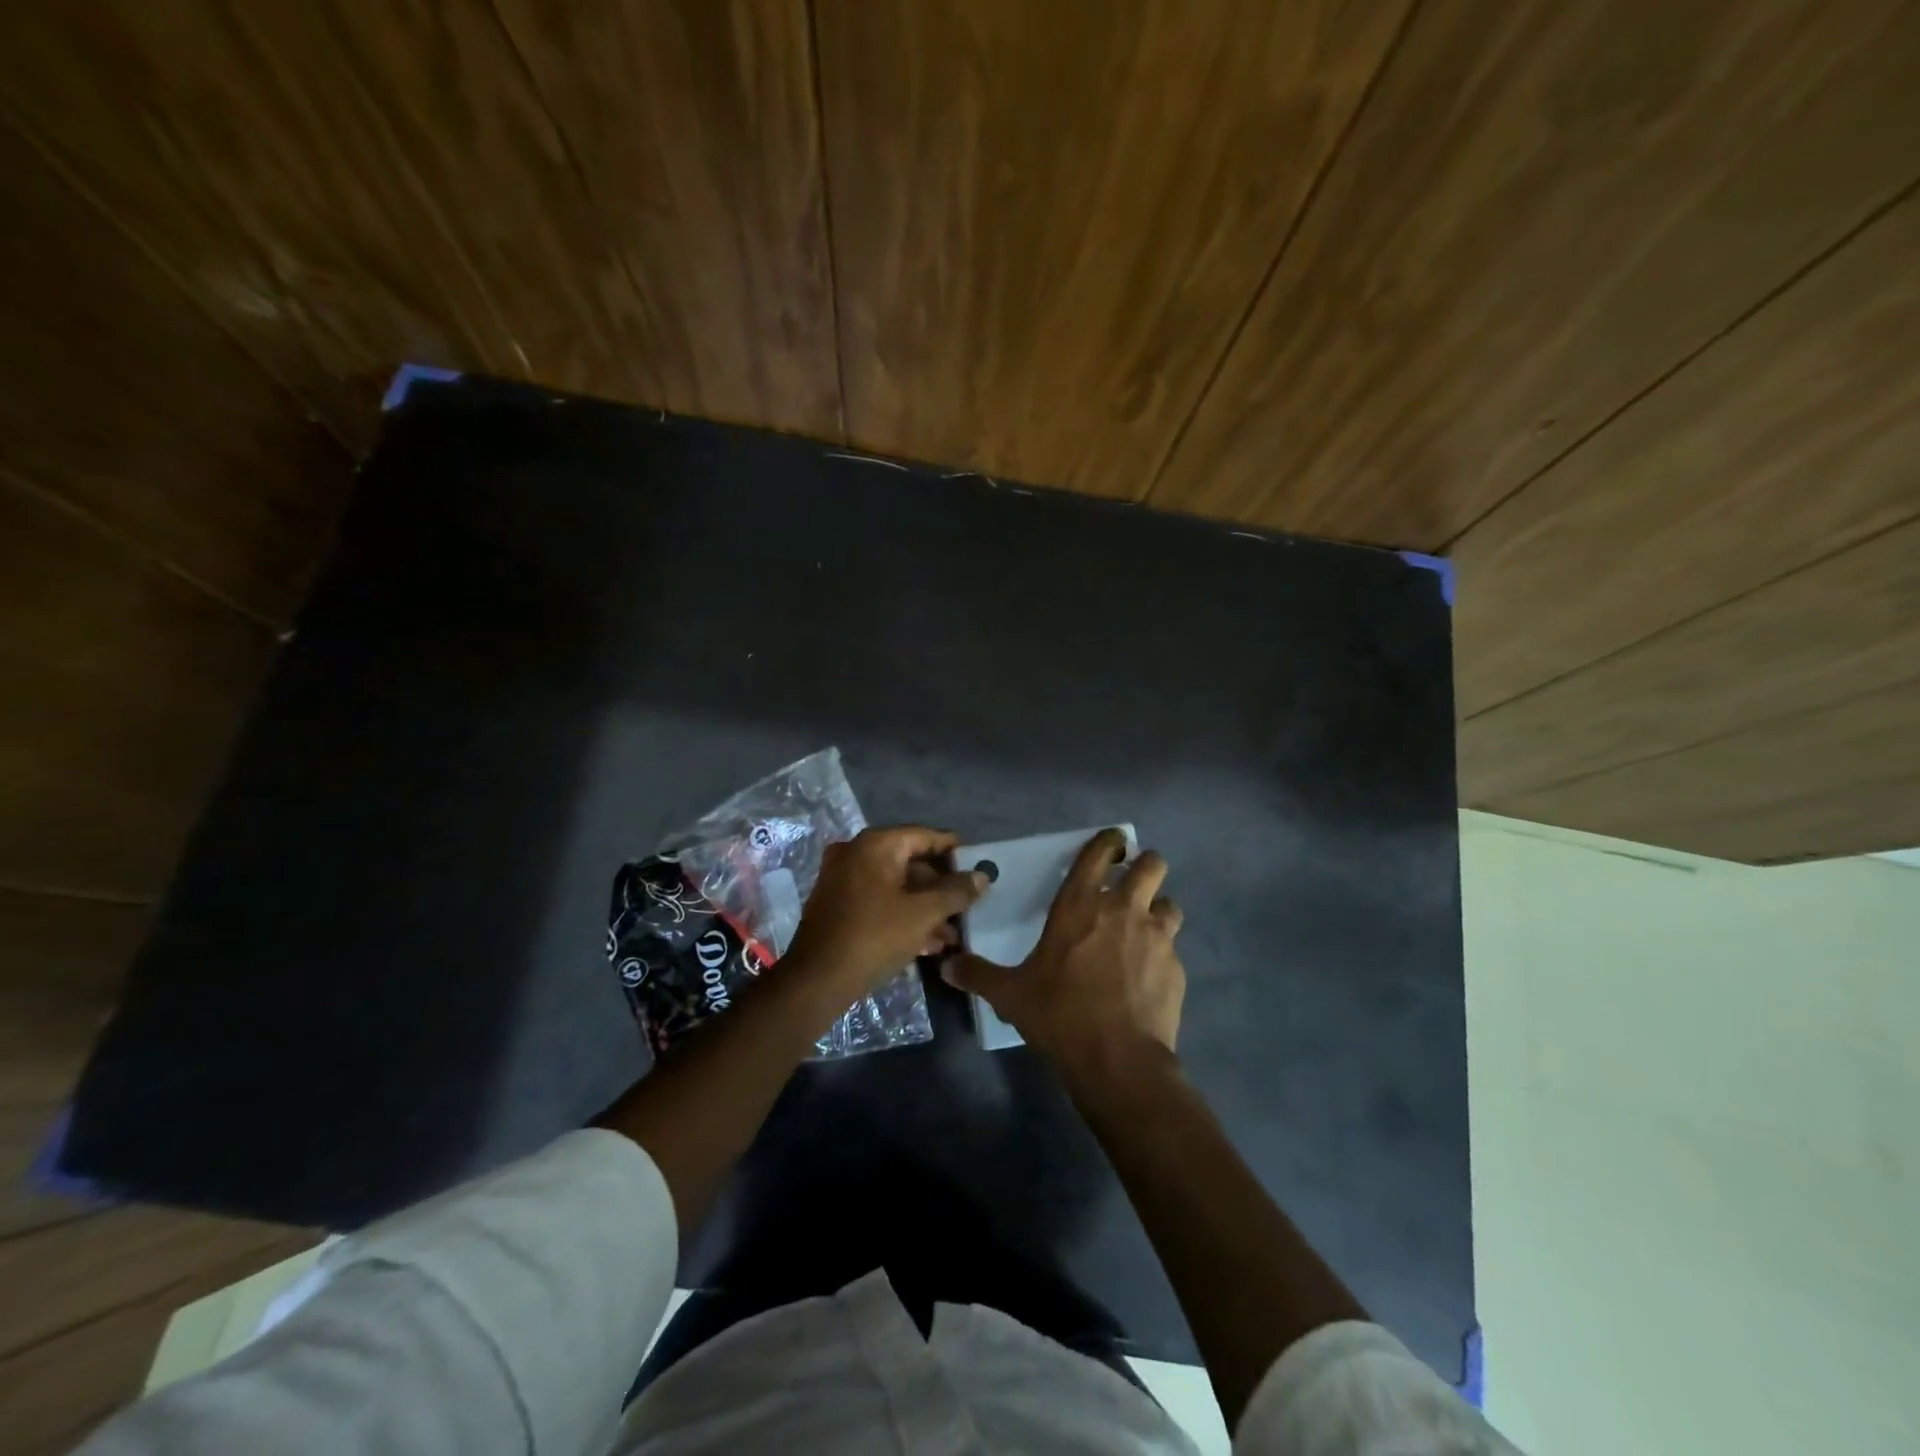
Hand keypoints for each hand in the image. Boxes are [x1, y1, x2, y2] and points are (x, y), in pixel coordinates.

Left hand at [784, 825, 988, 999]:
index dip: (952, 848)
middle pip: (909, 862)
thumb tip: (982, 877)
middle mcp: (856, 854)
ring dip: (925, 907)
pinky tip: (929, 943)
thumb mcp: (924, 913)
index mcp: (875, 845)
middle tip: (968, 902)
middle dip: (941, 887)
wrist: (817, 980)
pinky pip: (879, 902)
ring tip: (953, 933)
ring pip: (895, 887)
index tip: (977, 860)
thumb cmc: (875, 936)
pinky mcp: (838, 906)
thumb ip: (956, 892)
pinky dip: (903, 916)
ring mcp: (843, 880)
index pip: (923, 835)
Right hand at [944, 828, 1184, 1089]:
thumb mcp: (1010, 994)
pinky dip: (1163, 955)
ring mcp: (1156, 937)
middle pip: (1152, 865)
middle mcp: (1123, 909)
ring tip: (1144, 930)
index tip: (1112, 843)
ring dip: (1159, 910)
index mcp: (1080, 904)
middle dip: (1145, 867)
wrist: (1117, 1059)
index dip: (1110, 841)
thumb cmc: (1059, 1014)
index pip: (1100, 852)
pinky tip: (1148, 977)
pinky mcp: (1177, 968)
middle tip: (1131, 884)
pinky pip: (1173, 948)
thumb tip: (946, 966)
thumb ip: (978, 974)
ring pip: (1170, 904)